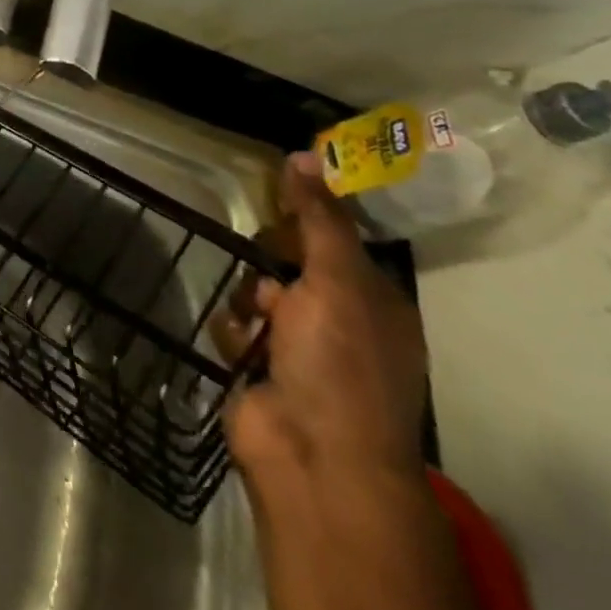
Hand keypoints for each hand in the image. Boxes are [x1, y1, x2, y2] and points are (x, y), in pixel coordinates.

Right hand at [220, 151, 427, 483]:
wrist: (314, 455)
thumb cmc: (339, 361)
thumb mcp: (336, 279)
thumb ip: (318, 217)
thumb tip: (304, 154)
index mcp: (373, 304)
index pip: (336, 242)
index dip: (307, 220)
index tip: (277, 201)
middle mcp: (341, 325)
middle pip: (291, 265)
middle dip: (271, 263)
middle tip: (267, 263)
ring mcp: (300, 351)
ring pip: (257, 293)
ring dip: (249, 300)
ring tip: (256, 321)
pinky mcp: (260, 368)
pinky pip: (237, 327)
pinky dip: (237, 333)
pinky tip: (244, 349)